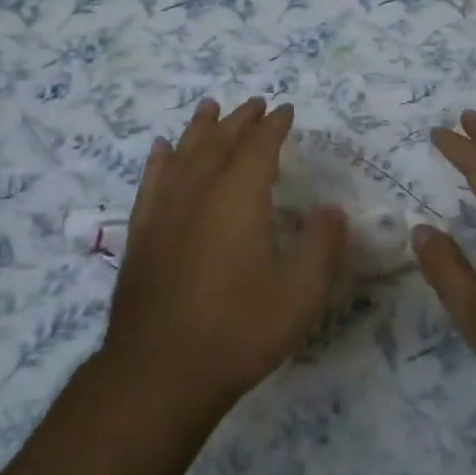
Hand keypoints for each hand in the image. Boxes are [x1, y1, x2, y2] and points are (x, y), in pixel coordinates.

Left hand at [100, 98, 347, 416]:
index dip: (274, 125)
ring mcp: (165, 208)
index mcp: (239, 195)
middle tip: (254, 104)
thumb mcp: (300, 293)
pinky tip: (162, 149)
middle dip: (240, 120)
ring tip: (210, 108)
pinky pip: (152, 180)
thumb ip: (322, 245)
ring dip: (200, 128)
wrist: (160, 370)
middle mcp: (199, 189)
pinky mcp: (142, 231)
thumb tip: (333, 211)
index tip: (285, 111)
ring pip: (184, 152)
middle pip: (220, 140)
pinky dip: (160, 159)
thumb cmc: (238, 328)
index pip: (259, 145)